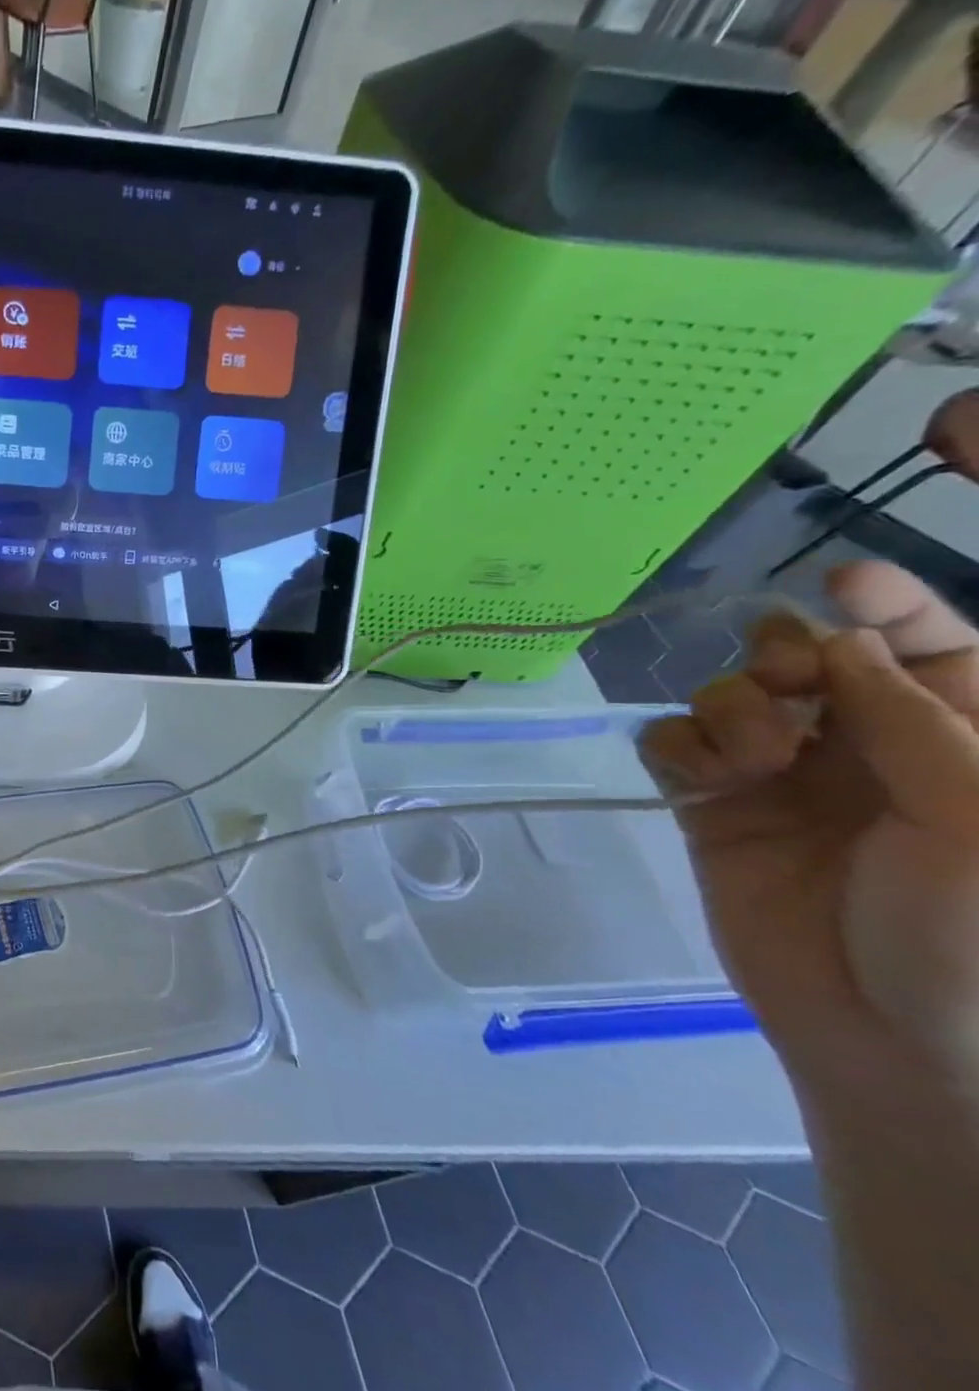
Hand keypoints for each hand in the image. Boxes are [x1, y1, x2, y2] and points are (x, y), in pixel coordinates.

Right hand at [643, 563, 978, 1142]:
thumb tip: (836, 641)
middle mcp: (863, 748)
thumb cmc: (973, 936)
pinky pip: (672, 744)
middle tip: (785, 682)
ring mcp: (778, 777)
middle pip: (805, 658)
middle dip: (786, 654)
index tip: (844, 578)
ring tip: (754, 761)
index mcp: (956, 743)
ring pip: (728, 695)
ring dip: (732, 708)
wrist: (888, 1041)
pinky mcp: (708, 805)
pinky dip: (681, 747)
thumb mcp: (978, 822)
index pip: (926, 647)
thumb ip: (914, 721)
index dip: (890, 605)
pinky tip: (706, 778)